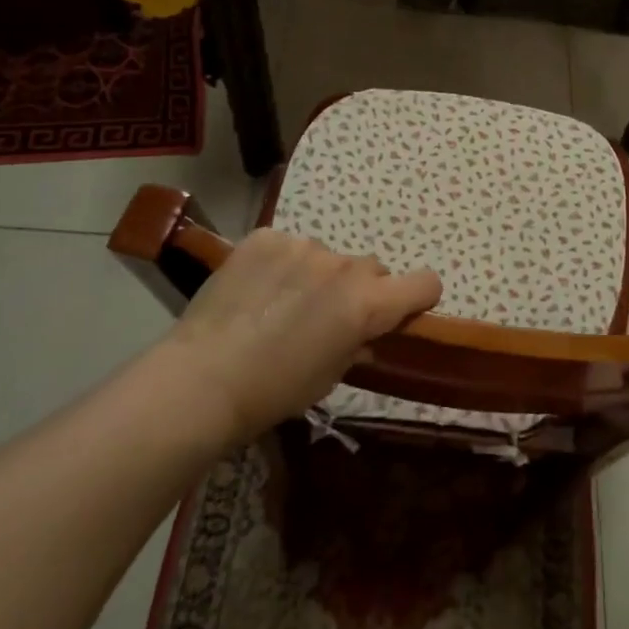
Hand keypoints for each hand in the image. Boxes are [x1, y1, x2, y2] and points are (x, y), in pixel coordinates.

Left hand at [152, 229, 440, 447]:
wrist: (203, 379)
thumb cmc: (275, 391)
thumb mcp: (330, 377)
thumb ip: (357, 345)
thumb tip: (363, 335)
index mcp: (368, 304)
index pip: (425, 282)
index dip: (418, 296)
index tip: (400, 312)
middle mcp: (345, 266)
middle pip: (373, 269)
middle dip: (359, 290)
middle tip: (326, 317)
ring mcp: (303, 246)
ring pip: (327, 257)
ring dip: (317, 275)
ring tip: (280, 305)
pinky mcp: (265, 238)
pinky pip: (288, 246)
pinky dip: (281, 264)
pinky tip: (255, 291)